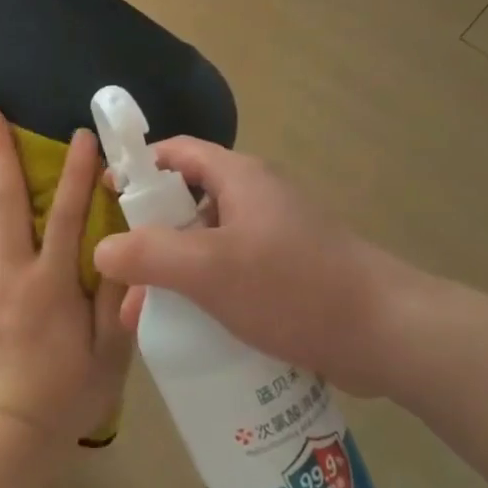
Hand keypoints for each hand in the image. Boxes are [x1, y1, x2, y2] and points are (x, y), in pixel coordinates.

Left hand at [0, 107, 131, 445]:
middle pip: (7, 202)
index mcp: (53, 283)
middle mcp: (15, 272)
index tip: (80, 136)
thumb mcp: (109, 354)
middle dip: (0, 154)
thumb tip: (128, 251)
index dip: (78, 174)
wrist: (8, 430)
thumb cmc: (66, 394)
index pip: (70, 216)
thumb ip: (117, 301)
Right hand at [92, 138, 422, 395]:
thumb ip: (150, 255)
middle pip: (187, 204)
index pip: (177, 153)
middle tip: (122, 277)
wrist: (386, 334)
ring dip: (175, 275)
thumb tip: (101, 249)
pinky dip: (205, 295)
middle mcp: (256, 200)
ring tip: (147, 318)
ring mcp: (274, 239)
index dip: (138, 167)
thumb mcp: (210, 269)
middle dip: (150, 239)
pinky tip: (190, 332)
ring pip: (208, 247)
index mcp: (240, 179)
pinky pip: (232, 275)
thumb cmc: (294, 288)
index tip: (105, 197)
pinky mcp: (287, 276)